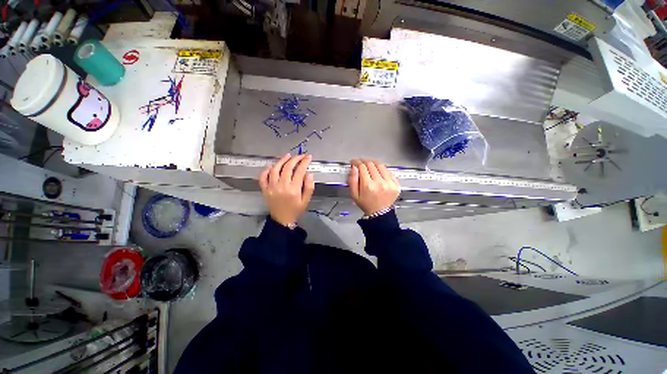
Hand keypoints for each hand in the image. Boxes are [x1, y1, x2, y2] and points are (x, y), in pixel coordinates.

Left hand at [259, 154, 314, 225]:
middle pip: (287, 167)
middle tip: (300, 156)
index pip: (299, 171)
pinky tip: (272, 166)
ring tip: (288, 156)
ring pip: (275, 169)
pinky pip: (263, 177)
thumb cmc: (296, 210)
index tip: (308, 157)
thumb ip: (309, 187)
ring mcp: (271, 187)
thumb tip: (309, 173)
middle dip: (295, 159)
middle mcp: (281, 186)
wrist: (282, 220)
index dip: (304, 162)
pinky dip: (266, 170)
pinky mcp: (265, 189)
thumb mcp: (306, 200)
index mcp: (293, 189)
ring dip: (282, 160)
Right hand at [348, 159, 399, 215]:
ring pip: (380, 165)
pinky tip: (378, 171)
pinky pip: (388, 171)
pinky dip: (382, 169)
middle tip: (360, 163)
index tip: (354, 162)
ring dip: (373, 163)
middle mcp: (379, 183)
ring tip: (369, 165)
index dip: (357, 162)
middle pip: (371, 164)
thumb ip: (352, 180)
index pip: (362, 167)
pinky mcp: (396, 184)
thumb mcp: (354, 195)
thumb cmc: (366, 204)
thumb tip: (354, 168)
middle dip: (364, 161)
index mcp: (368, 186)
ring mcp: (389, 183)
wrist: (379, 213)